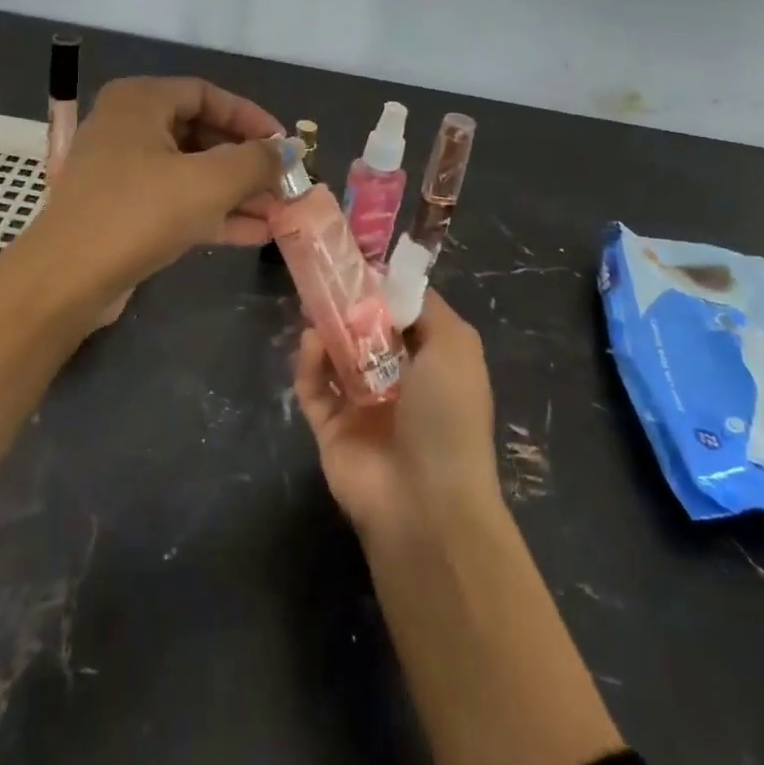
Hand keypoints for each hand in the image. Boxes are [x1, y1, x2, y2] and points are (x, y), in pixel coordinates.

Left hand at [16, 76, 284, 309]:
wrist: (66, 279)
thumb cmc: (139, 212)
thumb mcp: (209, 182)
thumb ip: (256, 161)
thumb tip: (289, 151)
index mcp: (140, 100)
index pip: (207, 94)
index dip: (251, 118)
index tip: (285, 145)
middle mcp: (126, 125)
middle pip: (200, 133)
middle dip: (246, 162)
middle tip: (284, 184)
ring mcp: (120, 170)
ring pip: (190, 171)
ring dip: (235, 192)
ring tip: (279, 213)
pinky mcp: (120, 209)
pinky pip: (175, 200)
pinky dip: (211, 212)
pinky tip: (254, 233)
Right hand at [292, 291, 501, 536]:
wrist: (425, 503)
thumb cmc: (447, 414)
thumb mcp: (455, 346)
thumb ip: (425, 307)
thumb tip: (392, 280)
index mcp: (431, 363)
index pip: (402, 315)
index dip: (382, 289)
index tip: (357, 262)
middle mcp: (397, 381)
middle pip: (364, 332)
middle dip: (346, 306)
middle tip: (325, 280)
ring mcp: (361, 405)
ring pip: (334, 356)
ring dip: (325, 330)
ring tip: (314, 308)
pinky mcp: (329, 427)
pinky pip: (312, 386)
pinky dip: (308, 364)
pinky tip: (311, 343)